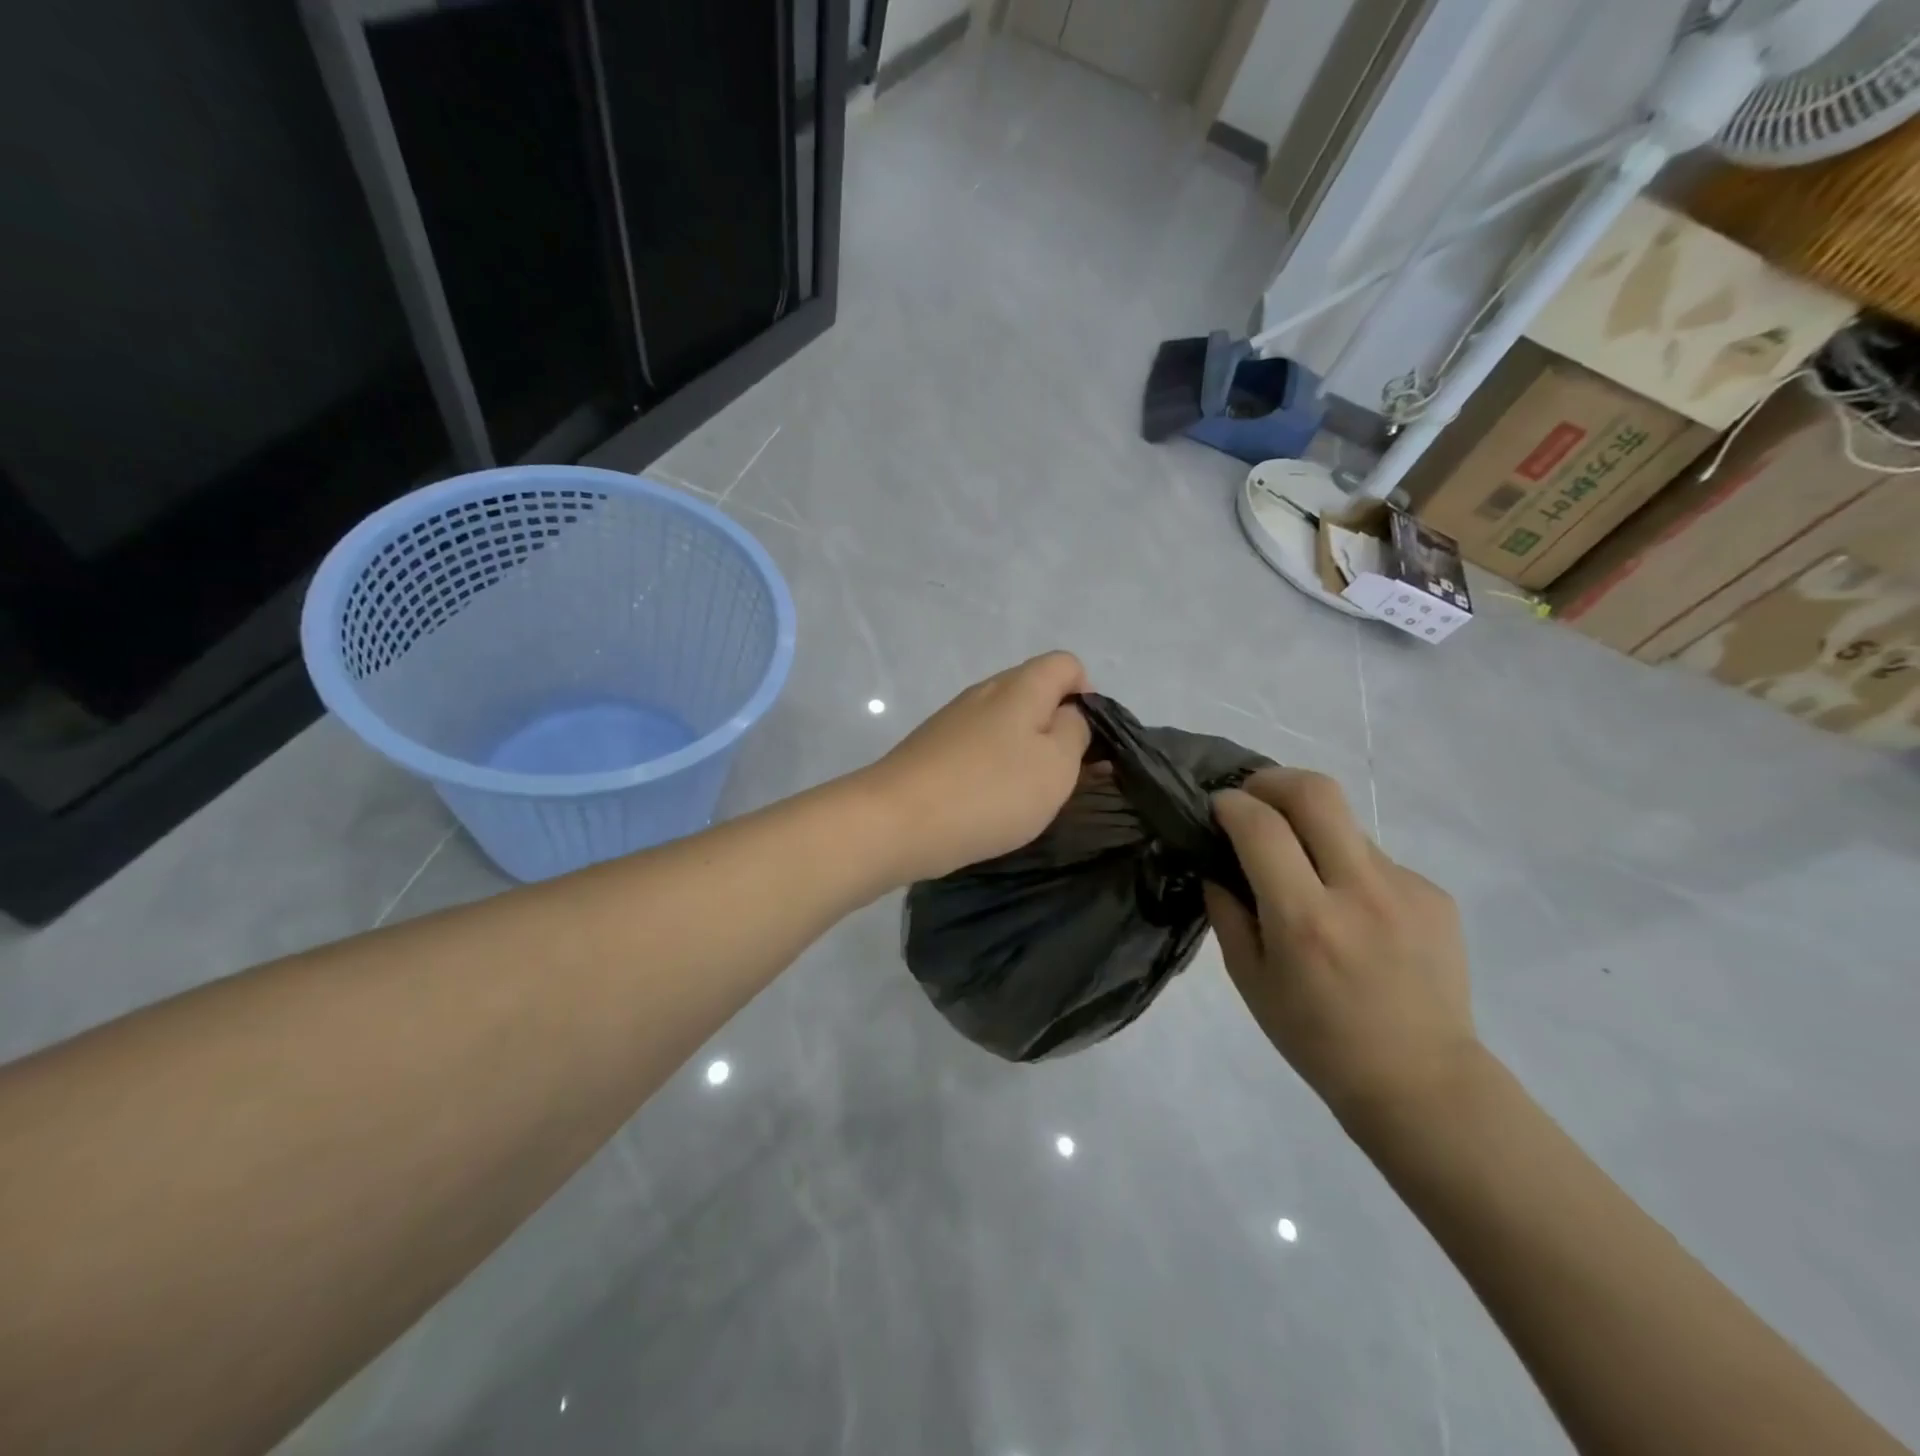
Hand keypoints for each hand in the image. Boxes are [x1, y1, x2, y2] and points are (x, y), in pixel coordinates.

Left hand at [860, 651, 1091, 882]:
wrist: (898, 821)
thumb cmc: (990, 791)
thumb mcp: (1057, 765)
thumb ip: (1074, 732)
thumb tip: (1068, 715)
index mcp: (1020, 686)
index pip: (1066, 664)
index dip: (1087, 695)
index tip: (1087, 742)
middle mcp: (984, 692)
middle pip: (1034, 692)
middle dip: (1056, 728)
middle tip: (1062, 776)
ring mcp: (953, 719)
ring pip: (1004, 723)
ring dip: (1023, 751)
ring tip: (1026, 796)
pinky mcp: (931, 748)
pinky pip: (977, 746)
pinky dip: (992, 767)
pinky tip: (988, 802)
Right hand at [1202, 768, 1477, 1121]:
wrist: (1421, 1081)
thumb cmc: (1317, 1039)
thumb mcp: (1250, 982)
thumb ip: (1227, 914)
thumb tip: (1217, 866)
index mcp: (1305, 919)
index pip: (1261, 827)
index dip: (1231, 805)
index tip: (1217, 808)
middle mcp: (1359, 891)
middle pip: (1316, 792)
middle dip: (1272, 780)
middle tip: (1253, 797)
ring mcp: (1406, 889)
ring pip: (1346, 825)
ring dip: (1311, 831)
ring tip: (1304, 873)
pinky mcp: (1435, 896)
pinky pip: (1376, 861)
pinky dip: (1348, 869)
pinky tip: (1351, 914)